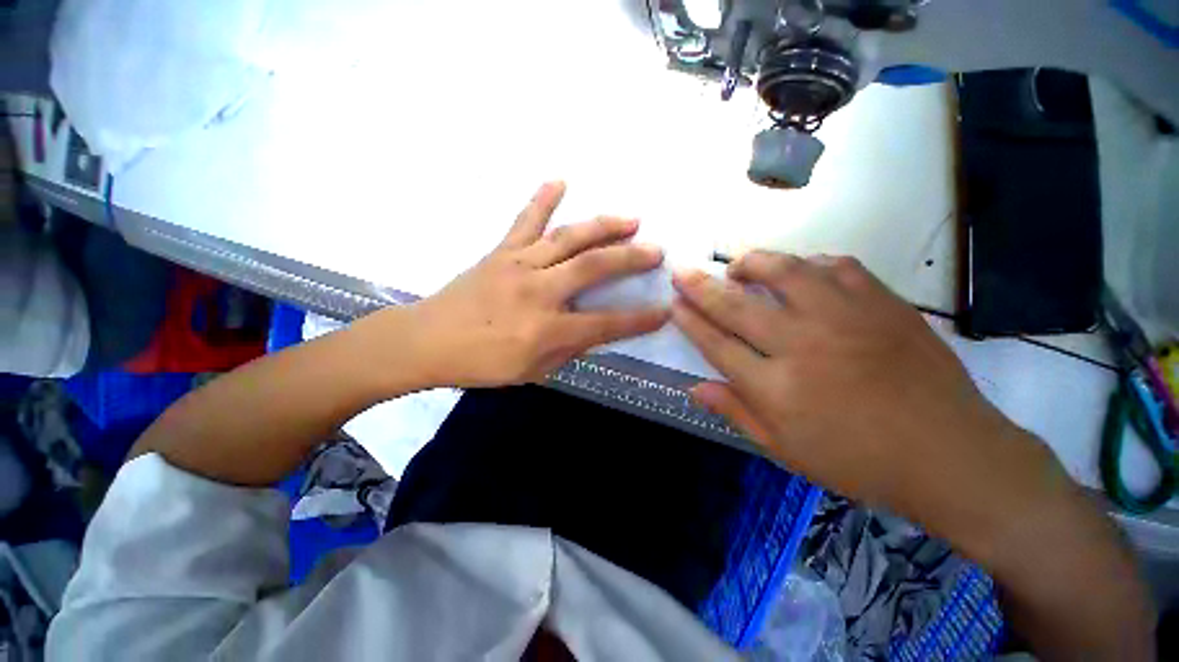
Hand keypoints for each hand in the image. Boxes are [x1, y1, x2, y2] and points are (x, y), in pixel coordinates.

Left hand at [402, 181, 669, 386]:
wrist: (427, 341)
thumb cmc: (481, 364)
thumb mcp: (532, 371)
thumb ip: (568, 349)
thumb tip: (596, 329)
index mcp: (547, 329)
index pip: (605, 324)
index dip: (639, 320)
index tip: (664, 311)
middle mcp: (538, 292)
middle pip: (593, 267)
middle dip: (630, 258)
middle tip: (657, 250)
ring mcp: (519, 265)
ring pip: (568, 238)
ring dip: (603, 226)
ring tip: (630, 218)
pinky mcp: (501, 252)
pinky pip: (525, 221)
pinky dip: (543, 199)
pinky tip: (560, 180)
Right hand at [670, 251, 1057, 531]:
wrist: (951, 456)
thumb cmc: (858, 461)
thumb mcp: (785, 450)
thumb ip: (735, 413)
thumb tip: (693, 388)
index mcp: (776, 388)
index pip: (716, 344)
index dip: (690, 322)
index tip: (673, 305)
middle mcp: (802, 346)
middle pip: (737, 306)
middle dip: (701, 287)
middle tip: (682, 272)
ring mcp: (845, 319)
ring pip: (785, 273)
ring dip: (752, 263)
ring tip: (737, 265)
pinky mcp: (883, 304)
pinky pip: (837, 267)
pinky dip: (810, 264)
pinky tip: (802, 271)